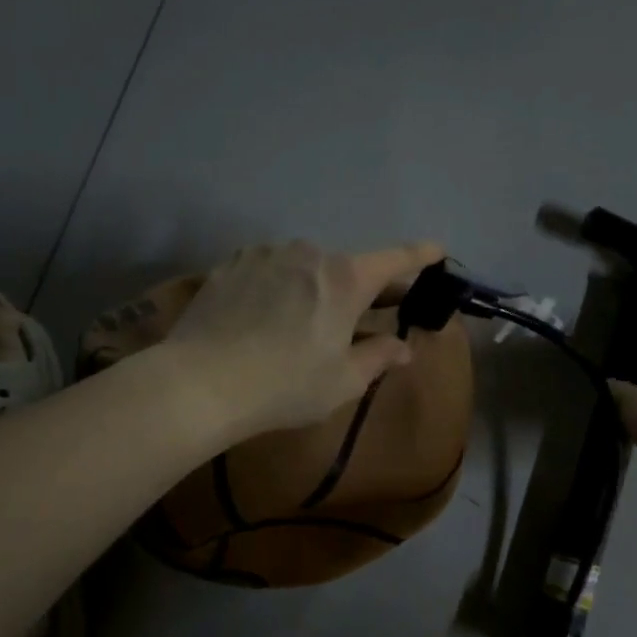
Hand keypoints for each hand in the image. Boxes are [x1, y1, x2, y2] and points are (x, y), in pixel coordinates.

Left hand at [162, 238, 445, 438]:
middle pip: (348, 266)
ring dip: (315, 287)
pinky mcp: (232, 263)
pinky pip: (270, 269)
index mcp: (346, 278)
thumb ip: (378, 357)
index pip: (395, 259)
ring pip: (306, 267)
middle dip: (362, 287)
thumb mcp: (342, 381)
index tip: (437, 250)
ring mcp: (266, 253)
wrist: (199, 382)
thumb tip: (403, 348)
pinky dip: (279, 285)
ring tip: (303, 323)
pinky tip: (264, 315)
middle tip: (367, 314)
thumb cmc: (285, 385)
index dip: (420, 255)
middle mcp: (310, 253)